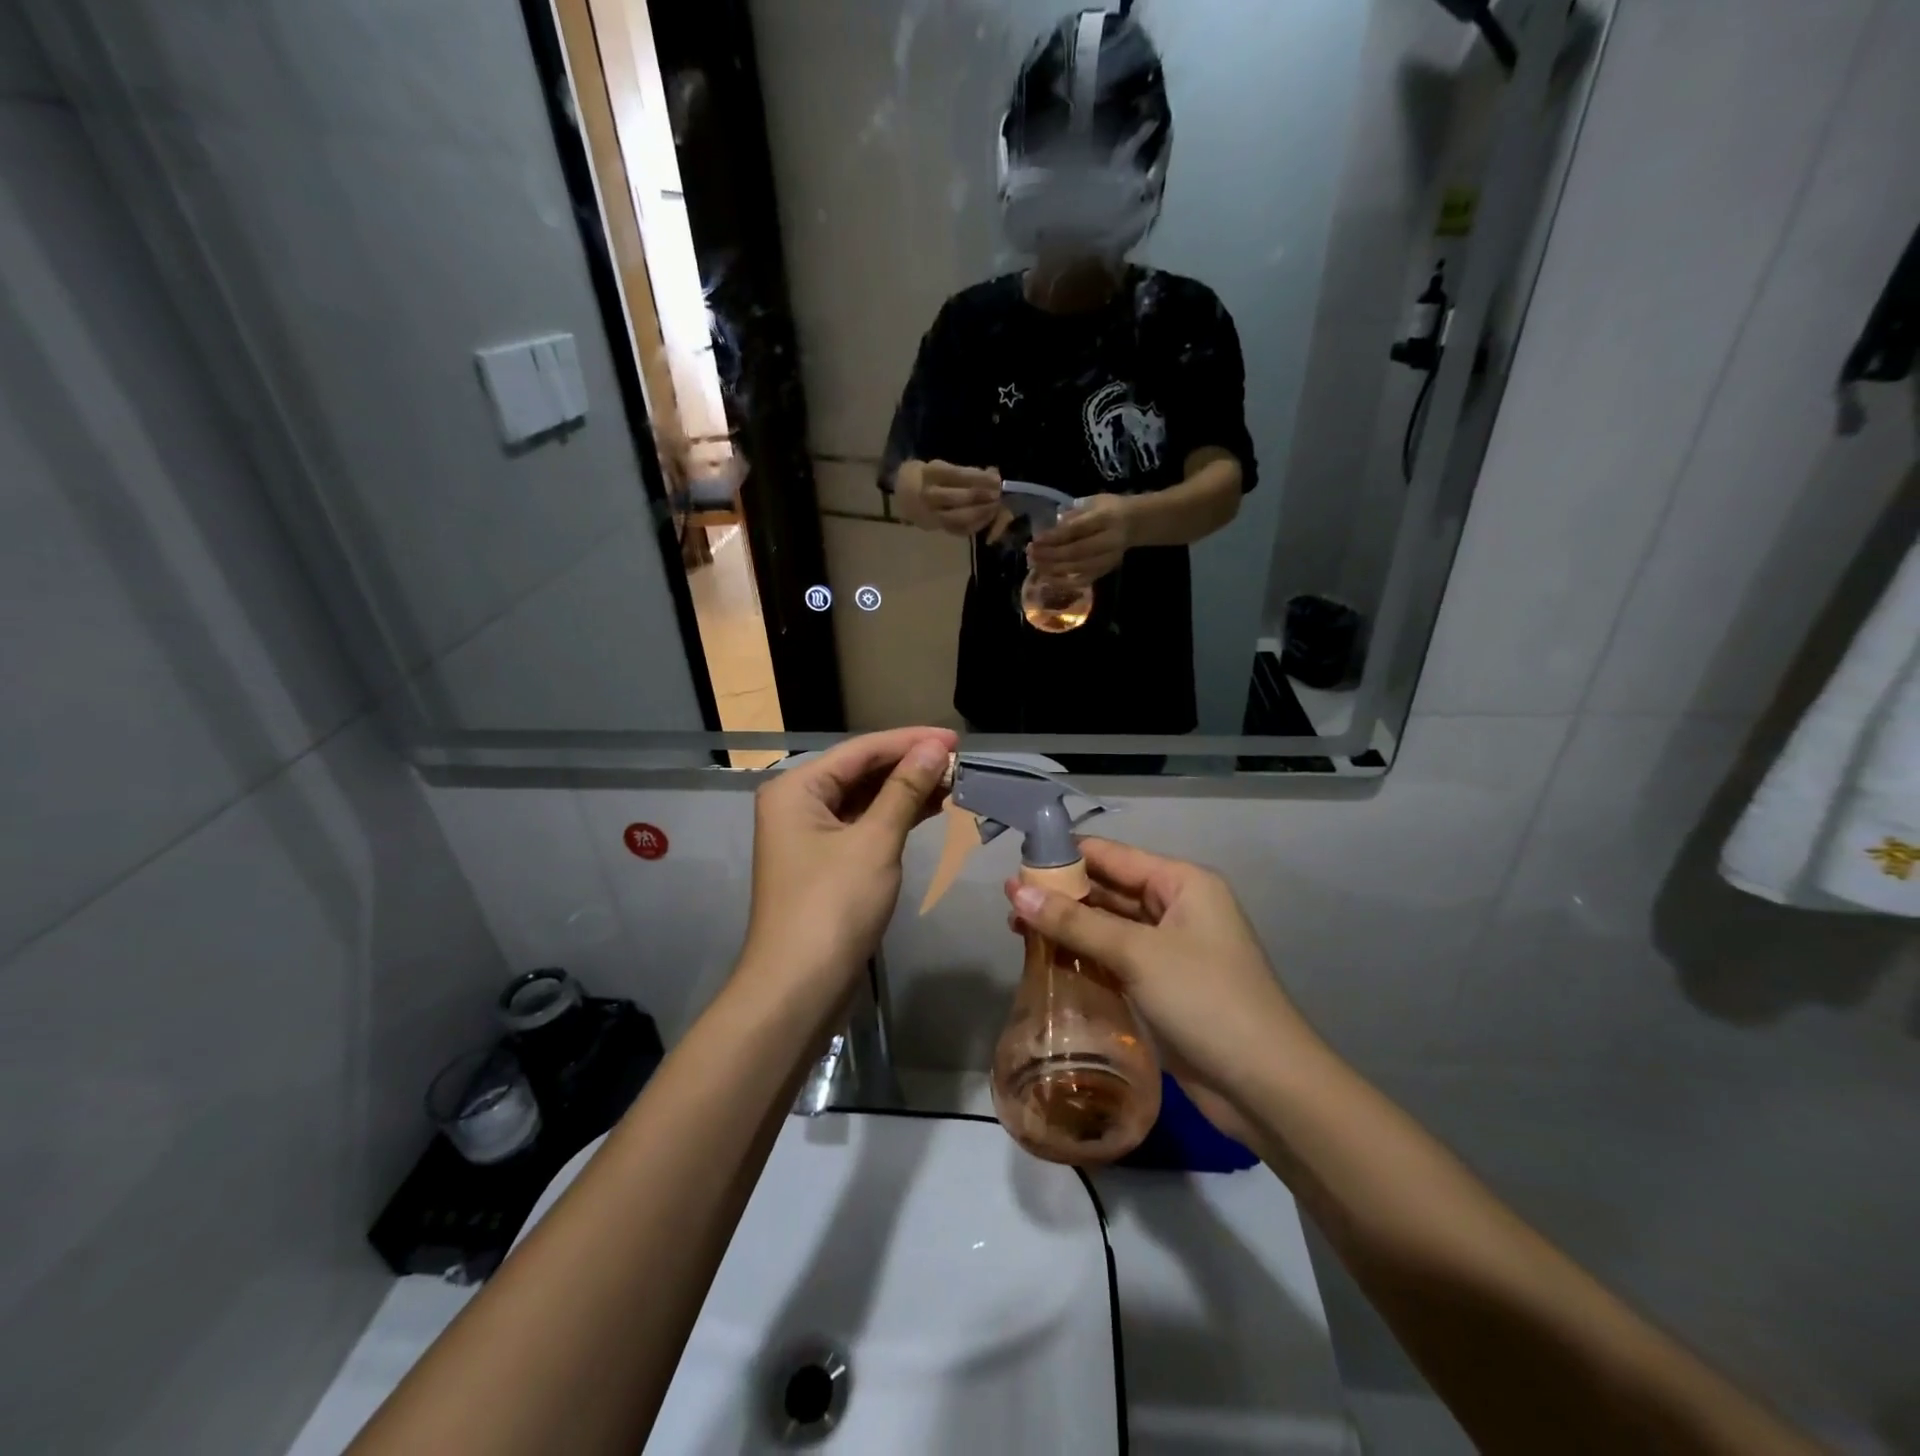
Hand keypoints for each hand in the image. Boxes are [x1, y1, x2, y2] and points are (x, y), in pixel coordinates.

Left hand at [740, 728, 956, 1012]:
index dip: (910, 741)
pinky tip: (931, 810)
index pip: (861, 751)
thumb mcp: (875, 842)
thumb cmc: (833, 907)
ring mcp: (811, 835)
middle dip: (909, 766)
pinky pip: (864, 826)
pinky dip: (896, 818)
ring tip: (954, 783)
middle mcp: (798, 804)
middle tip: (960, 762)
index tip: (955, 738)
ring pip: (865, 800)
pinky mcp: (826, 862)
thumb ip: (905, 790)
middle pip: (861, 772)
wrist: (799, 988)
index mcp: (797, 788)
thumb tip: (936, 748)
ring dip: (906, 792)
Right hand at [907, 460, 1001, 537]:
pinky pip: (960, 529)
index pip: (958, 476)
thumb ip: (966, 472)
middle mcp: (929, 496)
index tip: (997, 479)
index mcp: (930, 474)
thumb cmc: (927, 478)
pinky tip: (987, 517)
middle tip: (998, 495)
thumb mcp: (941, 467)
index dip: (980, 479)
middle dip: (983, 497)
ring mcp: (932, 515)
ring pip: (961, 517)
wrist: (902, 496)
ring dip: (982, 513)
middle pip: (960, 498)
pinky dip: (976, 524)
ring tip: (996, 506)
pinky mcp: (937, 528)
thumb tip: (993, 474)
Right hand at [1004, 839, 1307, 1107]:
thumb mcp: (1137, 954)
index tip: (1016, 864)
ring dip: (1069, 928)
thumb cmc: (1206, 1000)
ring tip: (1017, 931)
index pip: (1112, 855)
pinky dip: (1085, 957)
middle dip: (1062, 894)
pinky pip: (1115, 958)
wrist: (1265, 1087)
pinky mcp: (1162, 985)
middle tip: (1008, 904)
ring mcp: (1170, 948)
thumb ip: (1075, 922)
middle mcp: (1176, 907)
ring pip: (1109, 926)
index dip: (1065, 857)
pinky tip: (1047, 962)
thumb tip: (1014, 891)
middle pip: (1109, 889)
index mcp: (1181, 882)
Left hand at [1028, 493, 1132, 582]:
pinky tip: (1047, 578)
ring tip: (1034, 565)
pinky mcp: (1105, 570)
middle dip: (1049, 555)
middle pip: (1075, 552)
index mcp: (1105, 518)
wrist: (1135, 524)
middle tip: (1030, 554)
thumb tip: (1049, 529)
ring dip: (1052, 569)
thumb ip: (1072, 514)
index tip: (1035, 540)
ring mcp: (1108, 559)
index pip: (1076, 530)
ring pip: (1077, 568)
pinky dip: (1063, 582)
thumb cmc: (1109, 509)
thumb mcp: (1093, 502)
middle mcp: (1108, 541)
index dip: (1054, 537)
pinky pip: (1082, 580)